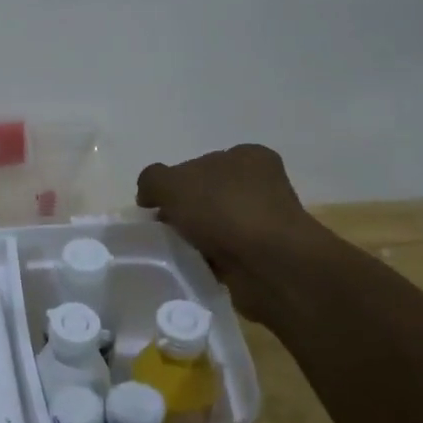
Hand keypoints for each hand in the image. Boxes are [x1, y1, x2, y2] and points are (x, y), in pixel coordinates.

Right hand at [137, 144, 329, 316]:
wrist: (271, 264)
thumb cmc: (224, 212)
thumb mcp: (172, 184)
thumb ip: (152, 180)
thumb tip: (150, 195)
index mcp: (246, 156)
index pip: (198, 163)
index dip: (173, 183)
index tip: (157, 206)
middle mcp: (261, 184)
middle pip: (206, 195)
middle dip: (184, 213)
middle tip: (164, 231)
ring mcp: (267, 219)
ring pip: (215, 226)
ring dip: (196, 238)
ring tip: (179, 252)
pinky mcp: (267, 253)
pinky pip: (226, 253)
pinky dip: (210, 259)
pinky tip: (198, 266)